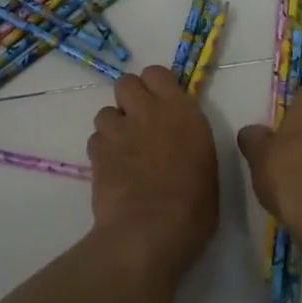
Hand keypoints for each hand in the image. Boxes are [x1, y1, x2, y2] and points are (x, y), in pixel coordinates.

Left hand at [87, 66, 218, 260]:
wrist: (151, 229)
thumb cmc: (194, 205)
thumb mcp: (206, 164)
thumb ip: (190, 141)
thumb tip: (182, 142)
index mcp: (182, 111)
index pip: (157, 73)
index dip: (155, 86)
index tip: (160, 103)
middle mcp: (148, 111)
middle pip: (126, 82)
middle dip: (129, 98)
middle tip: (138, 122)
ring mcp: (119, 131)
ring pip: (105, 112)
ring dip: (113, 126)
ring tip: (122, 149)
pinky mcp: (97, 152)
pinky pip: (94, 140)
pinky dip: (101, 150)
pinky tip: (111, 168)